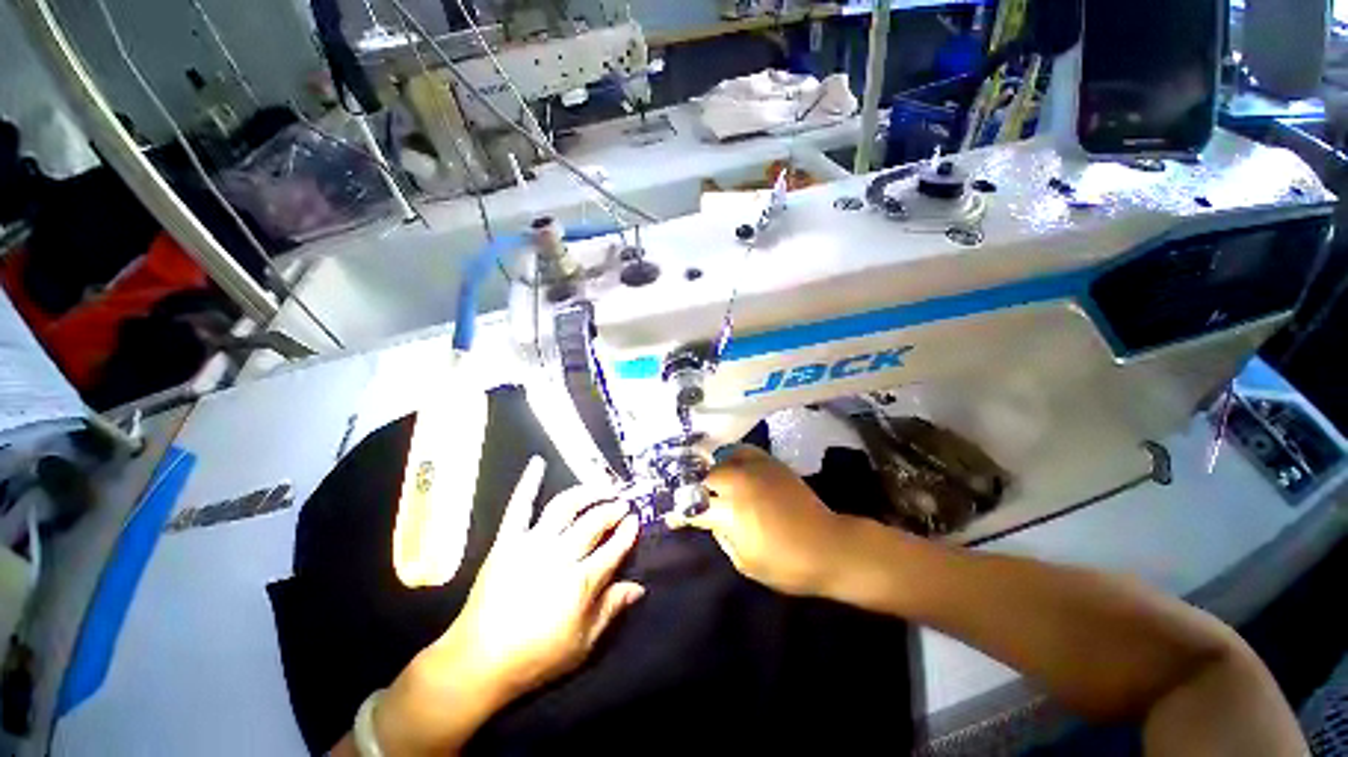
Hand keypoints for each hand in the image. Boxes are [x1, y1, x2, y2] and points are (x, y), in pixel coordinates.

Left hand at [374, 457, 642, 755]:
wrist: (479, 662)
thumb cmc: (536, 657)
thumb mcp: (583, 643)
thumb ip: (612, 610)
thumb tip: (639, 587)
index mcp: (581, 582)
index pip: (614, 548)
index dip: (628, 532)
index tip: (636, 519)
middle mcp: (560, 556)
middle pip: (594, 522)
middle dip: (613, 509)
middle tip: (623, 502)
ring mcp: (532, 544)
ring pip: (565, 507)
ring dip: (586, 492)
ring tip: (601, 486)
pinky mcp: (507, 542)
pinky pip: (519, 507)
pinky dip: (528, 483)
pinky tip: (538, 462)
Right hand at [667, 445, 851, 596]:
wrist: (829, 546)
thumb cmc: (785, 564)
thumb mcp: (744, 562)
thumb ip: (722, 536)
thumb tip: (712, 519)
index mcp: (730, 511)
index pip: (694, 506)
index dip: (680, 512)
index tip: (672, 515)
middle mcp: (739, 482)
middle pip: (705, 476)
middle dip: (695, 488)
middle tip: (693, 497)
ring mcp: (756, 469)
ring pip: (722, 460)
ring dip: (712, 471)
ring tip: (709, 480)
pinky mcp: (771, 463)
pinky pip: (744, 451)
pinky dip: (733, 457)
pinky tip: (732, 466)